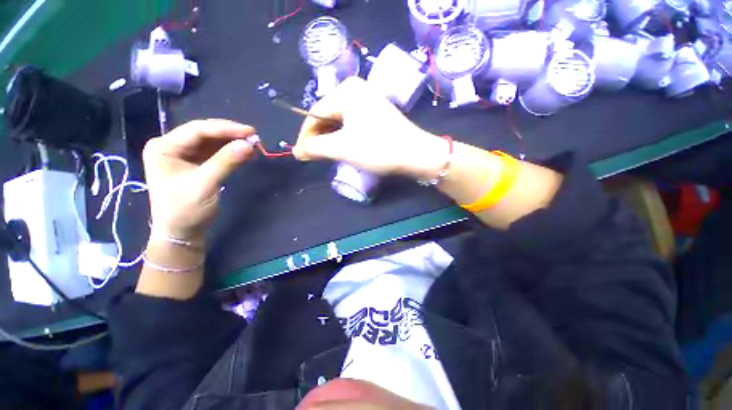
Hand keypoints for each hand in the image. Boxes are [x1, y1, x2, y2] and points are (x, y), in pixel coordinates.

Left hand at [142, 119, 255, 241]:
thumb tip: (249, 144)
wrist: (182, 232)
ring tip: (253, 145)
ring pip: (212, 143)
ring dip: (233, 143)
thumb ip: (226, 162)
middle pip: (205, 133)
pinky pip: (216, 154)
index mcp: (164, 147)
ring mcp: (185, 156)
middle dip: (230, 135)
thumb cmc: (185, 209)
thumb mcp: (205, 184)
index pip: (197, 130)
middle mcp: (172, 147)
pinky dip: (232, 153)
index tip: (251, 132)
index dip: (225, 129)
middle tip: (254, 137)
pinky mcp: (197, 165)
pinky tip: (246, 154)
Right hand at [293, 77, 449, 178]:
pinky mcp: (377, 113)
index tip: (299, 154)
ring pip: (340, 121)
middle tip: (313, 156)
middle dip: (319, 137)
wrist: (416, 155)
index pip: (314, 113)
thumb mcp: (342, 148)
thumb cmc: (378, 148)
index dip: (304, 135)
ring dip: (331, 139)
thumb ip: (315, 148)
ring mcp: (369, 101)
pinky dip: (344, 137)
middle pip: (327, 115)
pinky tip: (344, 148)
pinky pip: (352, 123)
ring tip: (326, 155)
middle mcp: (357, 90)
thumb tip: (298, 151)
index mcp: (346, 91)